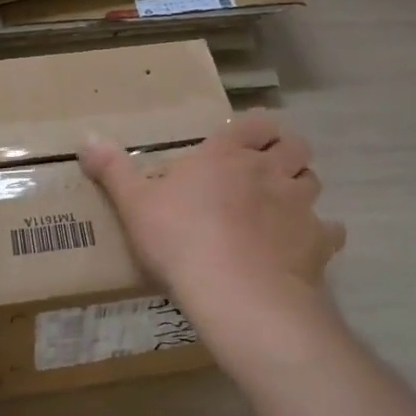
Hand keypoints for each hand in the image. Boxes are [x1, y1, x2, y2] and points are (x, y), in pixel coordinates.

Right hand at [78, 112, 344, 366]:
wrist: (236, 293)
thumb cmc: (180, 239)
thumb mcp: (135, 204)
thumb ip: (112, 169)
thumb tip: (85, 137)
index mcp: (227, 154)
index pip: (256, 123)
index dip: (256, 130)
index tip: (245, 142)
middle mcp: (269, 171)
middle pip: (296, 147)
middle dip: (286, 155)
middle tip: (266, 173)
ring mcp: (298, 205)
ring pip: (313, 183)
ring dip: (301, 191)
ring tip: (282, 210)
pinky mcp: (317, 243)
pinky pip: (329, 232)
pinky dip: (320, 237)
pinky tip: (302, 251)